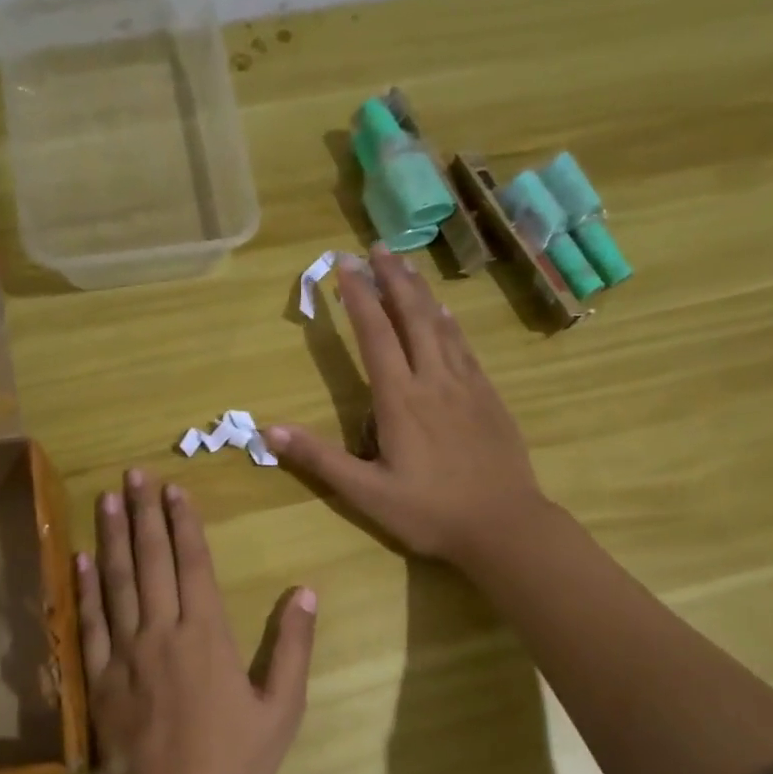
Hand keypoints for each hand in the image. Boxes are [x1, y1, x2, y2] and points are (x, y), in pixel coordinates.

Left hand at [75, 470, 316, 773]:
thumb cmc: (235, 763)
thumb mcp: (281, 708)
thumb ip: (294, 646)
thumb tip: (306, 591)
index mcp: (207, 635)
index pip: (194, 564)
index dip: (184, 523)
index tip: (175, 489)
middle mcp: (162, 631)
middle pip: (151, 560)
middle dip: (145, 513)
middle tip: (135, 473)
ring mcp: (124, 652)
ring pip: (116, 580)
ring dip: (112, 536)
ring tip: (107, 498)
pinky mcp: (99, 677)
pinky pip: (89, 621)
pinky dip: (85, 586)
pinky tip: (81, 557)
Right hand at [267, 247, 545, 570]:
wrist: (505, 526)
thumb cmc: (430, 513)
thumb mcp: (366, 493)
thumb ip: (319, 459)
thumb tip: (267, 430)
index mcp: (400, 399)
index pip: (375, 334)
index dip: (358, 297)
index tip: (343, 265)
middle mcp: (434, 380)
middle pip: (412, 316)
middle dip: (392, 278)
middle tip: (376, 247)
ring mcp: (467, 386)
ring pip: (442, 325)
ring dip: (421, 292)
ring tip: (406, 265)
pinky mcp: (489, 397)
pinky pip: (465, 346)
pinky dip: (450, 322)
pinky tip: (446, 314)